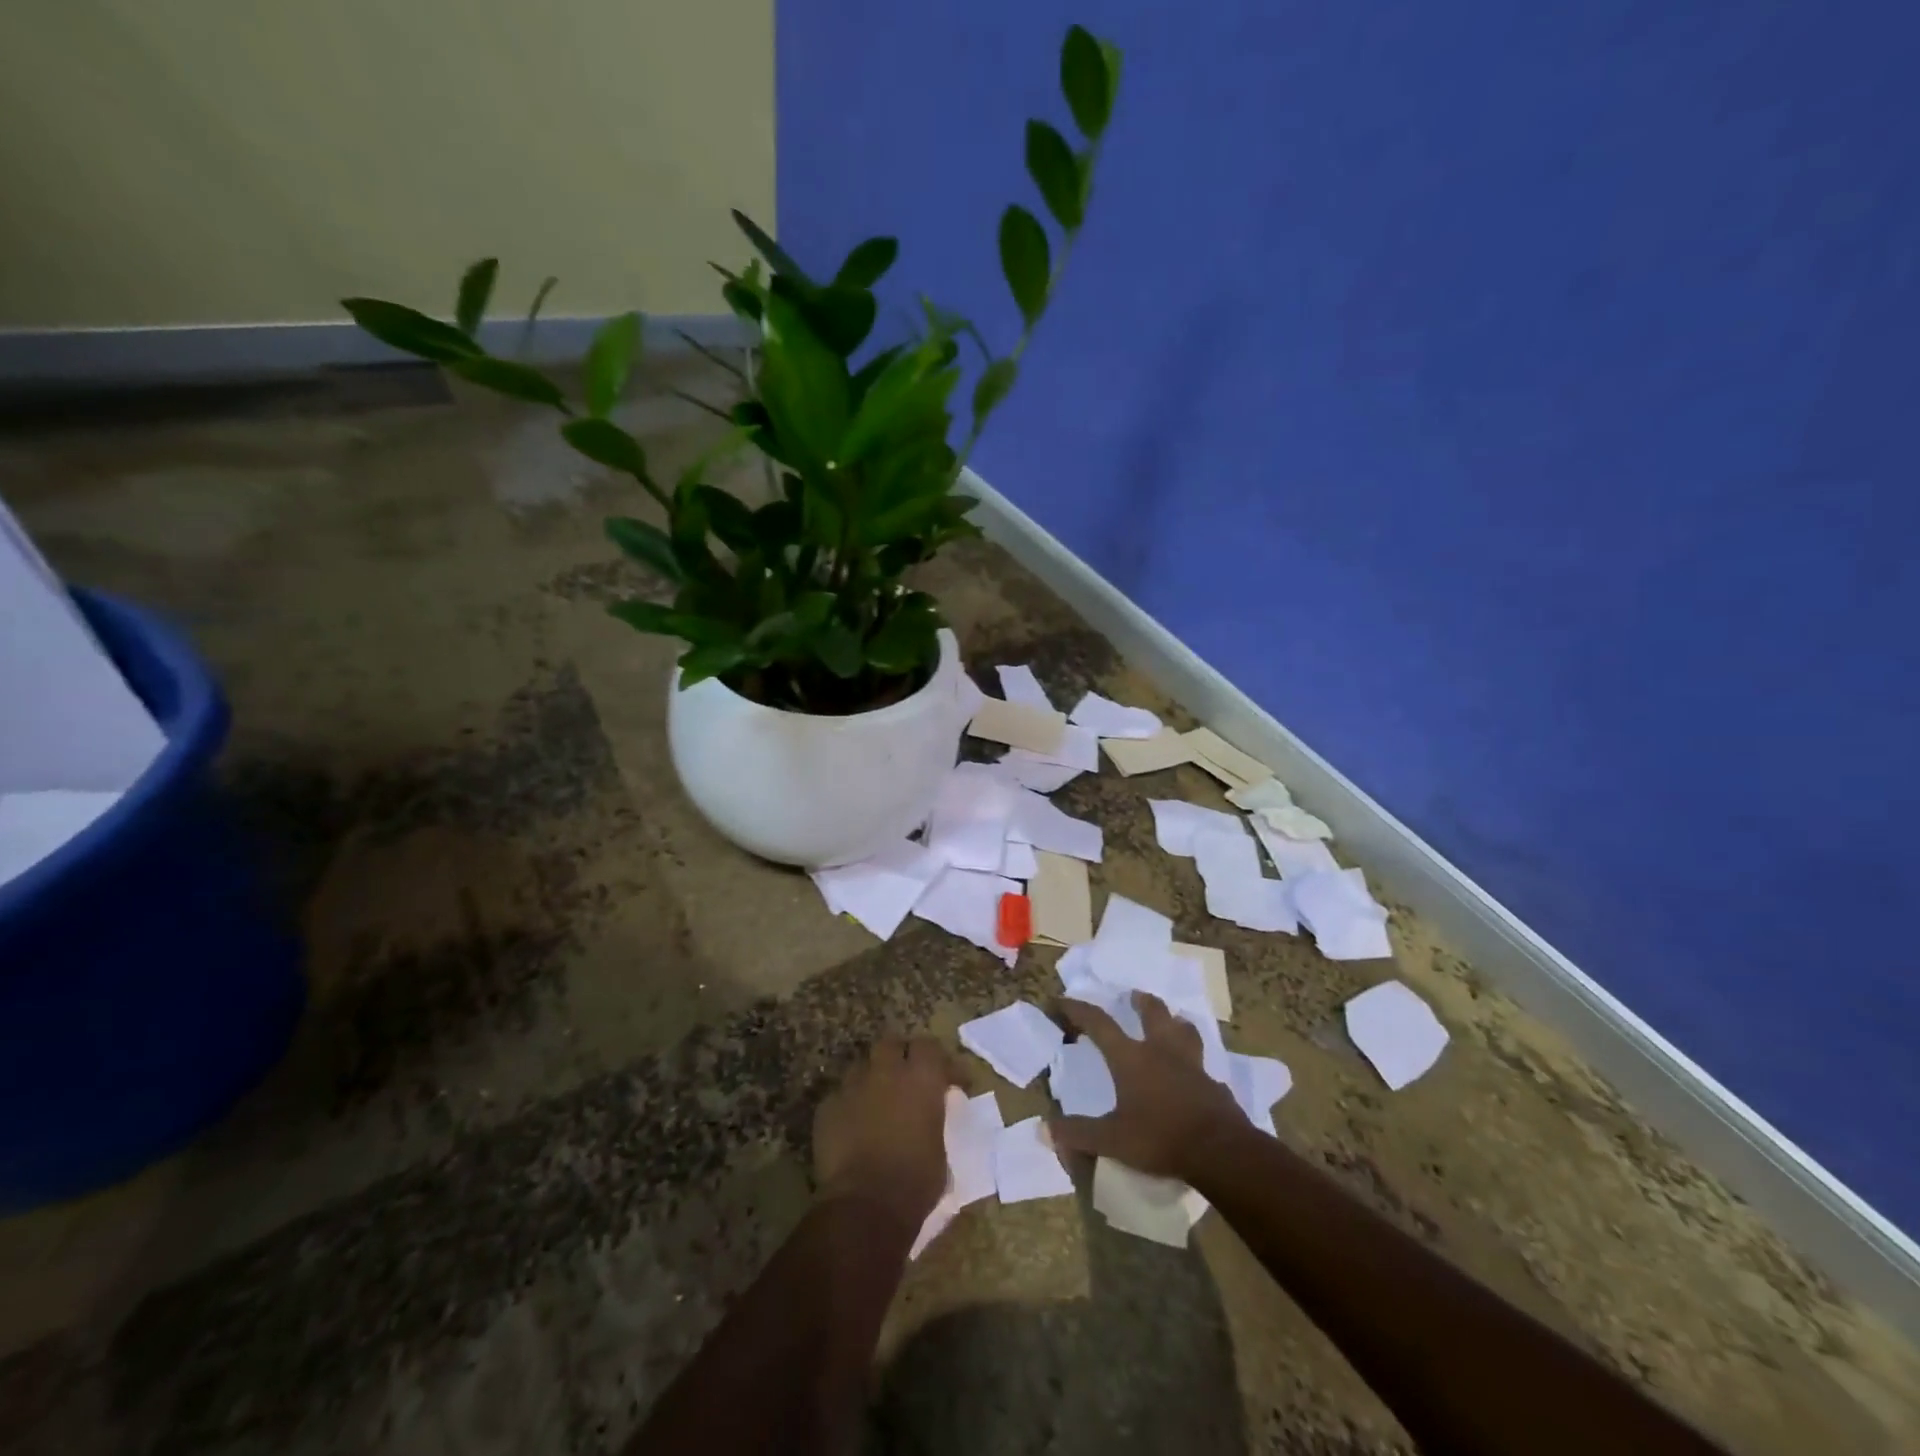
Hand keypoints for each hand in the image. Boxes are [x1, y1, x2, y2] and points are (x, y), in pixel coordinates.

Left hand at [813, 1035, 959, 1231]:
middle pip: (891, 1044)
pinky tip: (852, 1127)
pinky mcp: (827, 1107)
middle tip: (907, 1078)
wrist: (865, 1206)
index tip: (948, 1081)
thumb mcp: (941, 1148)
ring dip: (872, 1078)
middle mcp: (886, 1071)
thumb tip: (930, 1117)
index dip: (939, 1061)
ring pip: (862, 1067)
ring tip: (876, 1101)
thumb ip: (934, 1119)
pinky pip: (840, 1096)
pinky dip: (849, 1106)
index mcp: (922, 1078)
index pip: (930, 1047)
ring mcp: (853, 1086)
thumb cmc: (915, 1181)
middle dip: (899, 1056)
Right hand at [1049, 992, 1248, 1179]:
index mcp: (1131, 1058)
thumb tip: (1045, 1129)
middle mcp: (1161, 1051)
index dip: (1078, 1010)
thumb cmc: (1161, 1138)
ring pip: (1184, 1030)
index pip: (1099, 1024)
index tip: (1063, 1000)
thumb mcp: (1113, 1140)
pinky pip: (1203, 1064)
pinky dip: (1195, 1062)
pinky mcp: (1214, 1084)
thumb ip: (1079, 1134)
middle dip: (1141, 1001)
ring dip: (1175, 1021)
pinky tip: (1195, 1073)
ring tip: (1172, 1020)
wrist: (1220, 1151)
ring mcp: (1192, 1065)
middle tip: (1134, 996)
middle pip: (1152, 1013)